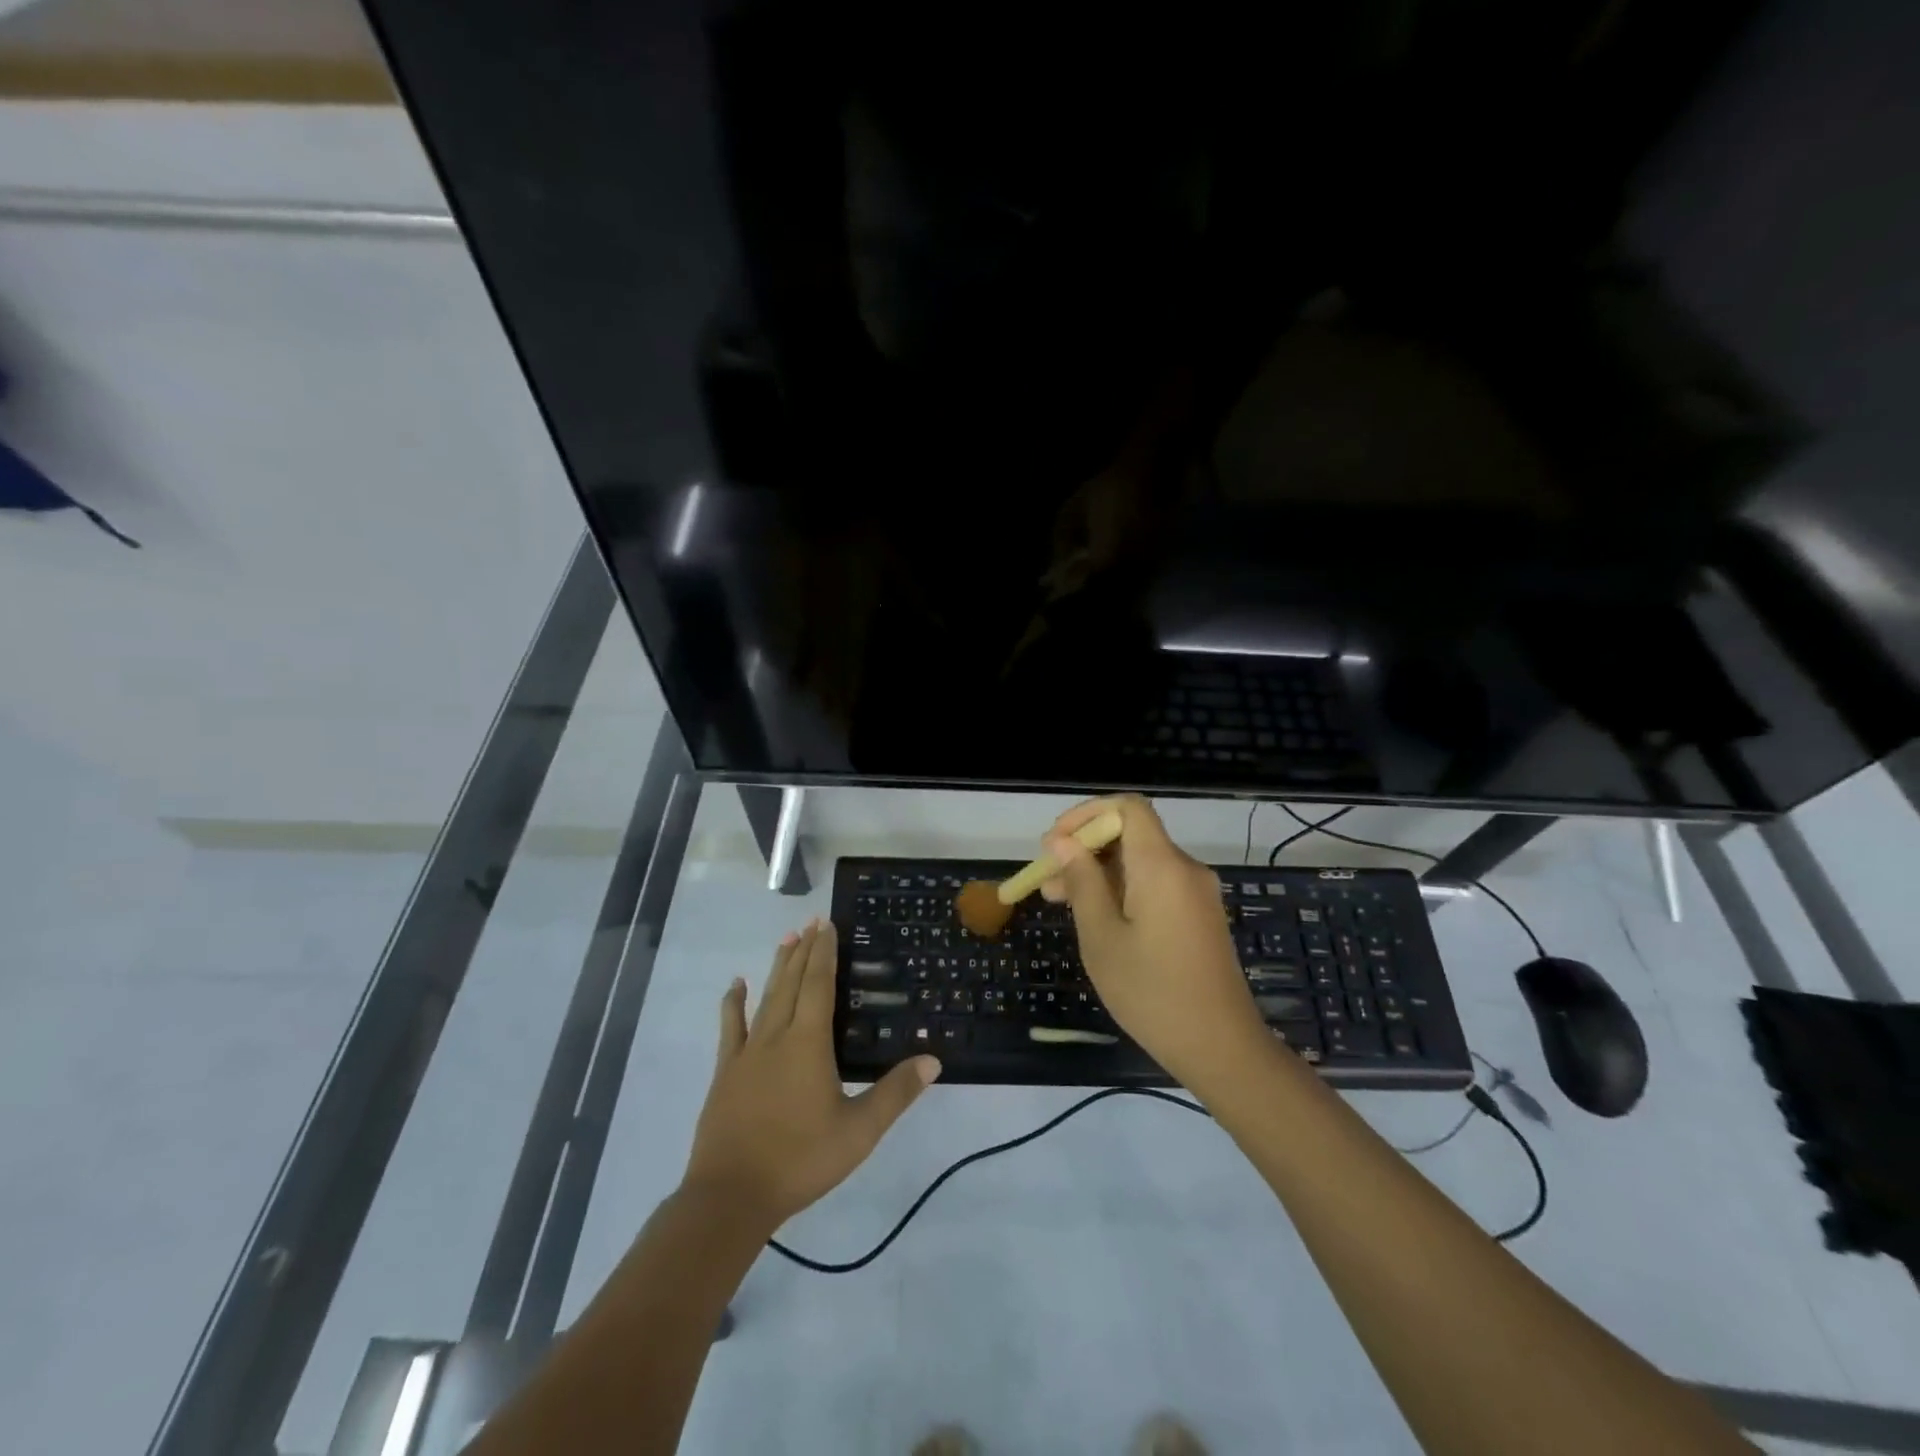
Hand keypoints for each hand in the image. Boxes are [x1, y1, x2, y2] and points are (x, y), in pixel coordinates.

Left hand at [681, 920, 940, 1231]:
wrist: (731, 1196)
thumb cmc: (801, 1159)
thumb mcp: (859, 1131)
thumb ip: (896, 1093)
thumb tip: (933, 1059)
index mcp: (809, 1043)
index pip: (819, 985)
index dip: (824, 953)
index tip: (827, 924)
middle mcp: (777, 1036)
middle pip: (792, 983)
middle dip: (804, 951)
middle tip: (812, 922)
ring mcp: (748, 1053)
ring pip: (766, 997)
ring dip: (778, 967)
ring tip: (786, 938)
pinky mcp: (727, 1072)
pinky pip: (731, 1027)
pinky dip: (734, 1002)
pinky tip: (736, 984)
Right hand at [1040, 796, 1270, 1089]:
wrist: (1221, 1048)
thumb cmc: (1151, 993)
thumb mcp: (1102, 937)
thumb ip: (1082, 882)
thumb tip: (1062, 842)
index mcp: (1162, 866)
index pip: (1128, 807)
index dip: (1086, 814)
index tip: (1054, 842)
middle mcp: (1184, 868)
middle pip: (1131, 834)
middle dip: (1085, 849)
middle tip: (1046, 880)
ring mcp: (1196, 893)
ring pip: (1140, 862)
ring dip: (1099, 873)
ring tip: (1058, 901)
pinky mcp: (1200, 915)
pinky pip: (1156, 884)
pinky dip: (1122, 890)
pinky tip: (1096, 918)